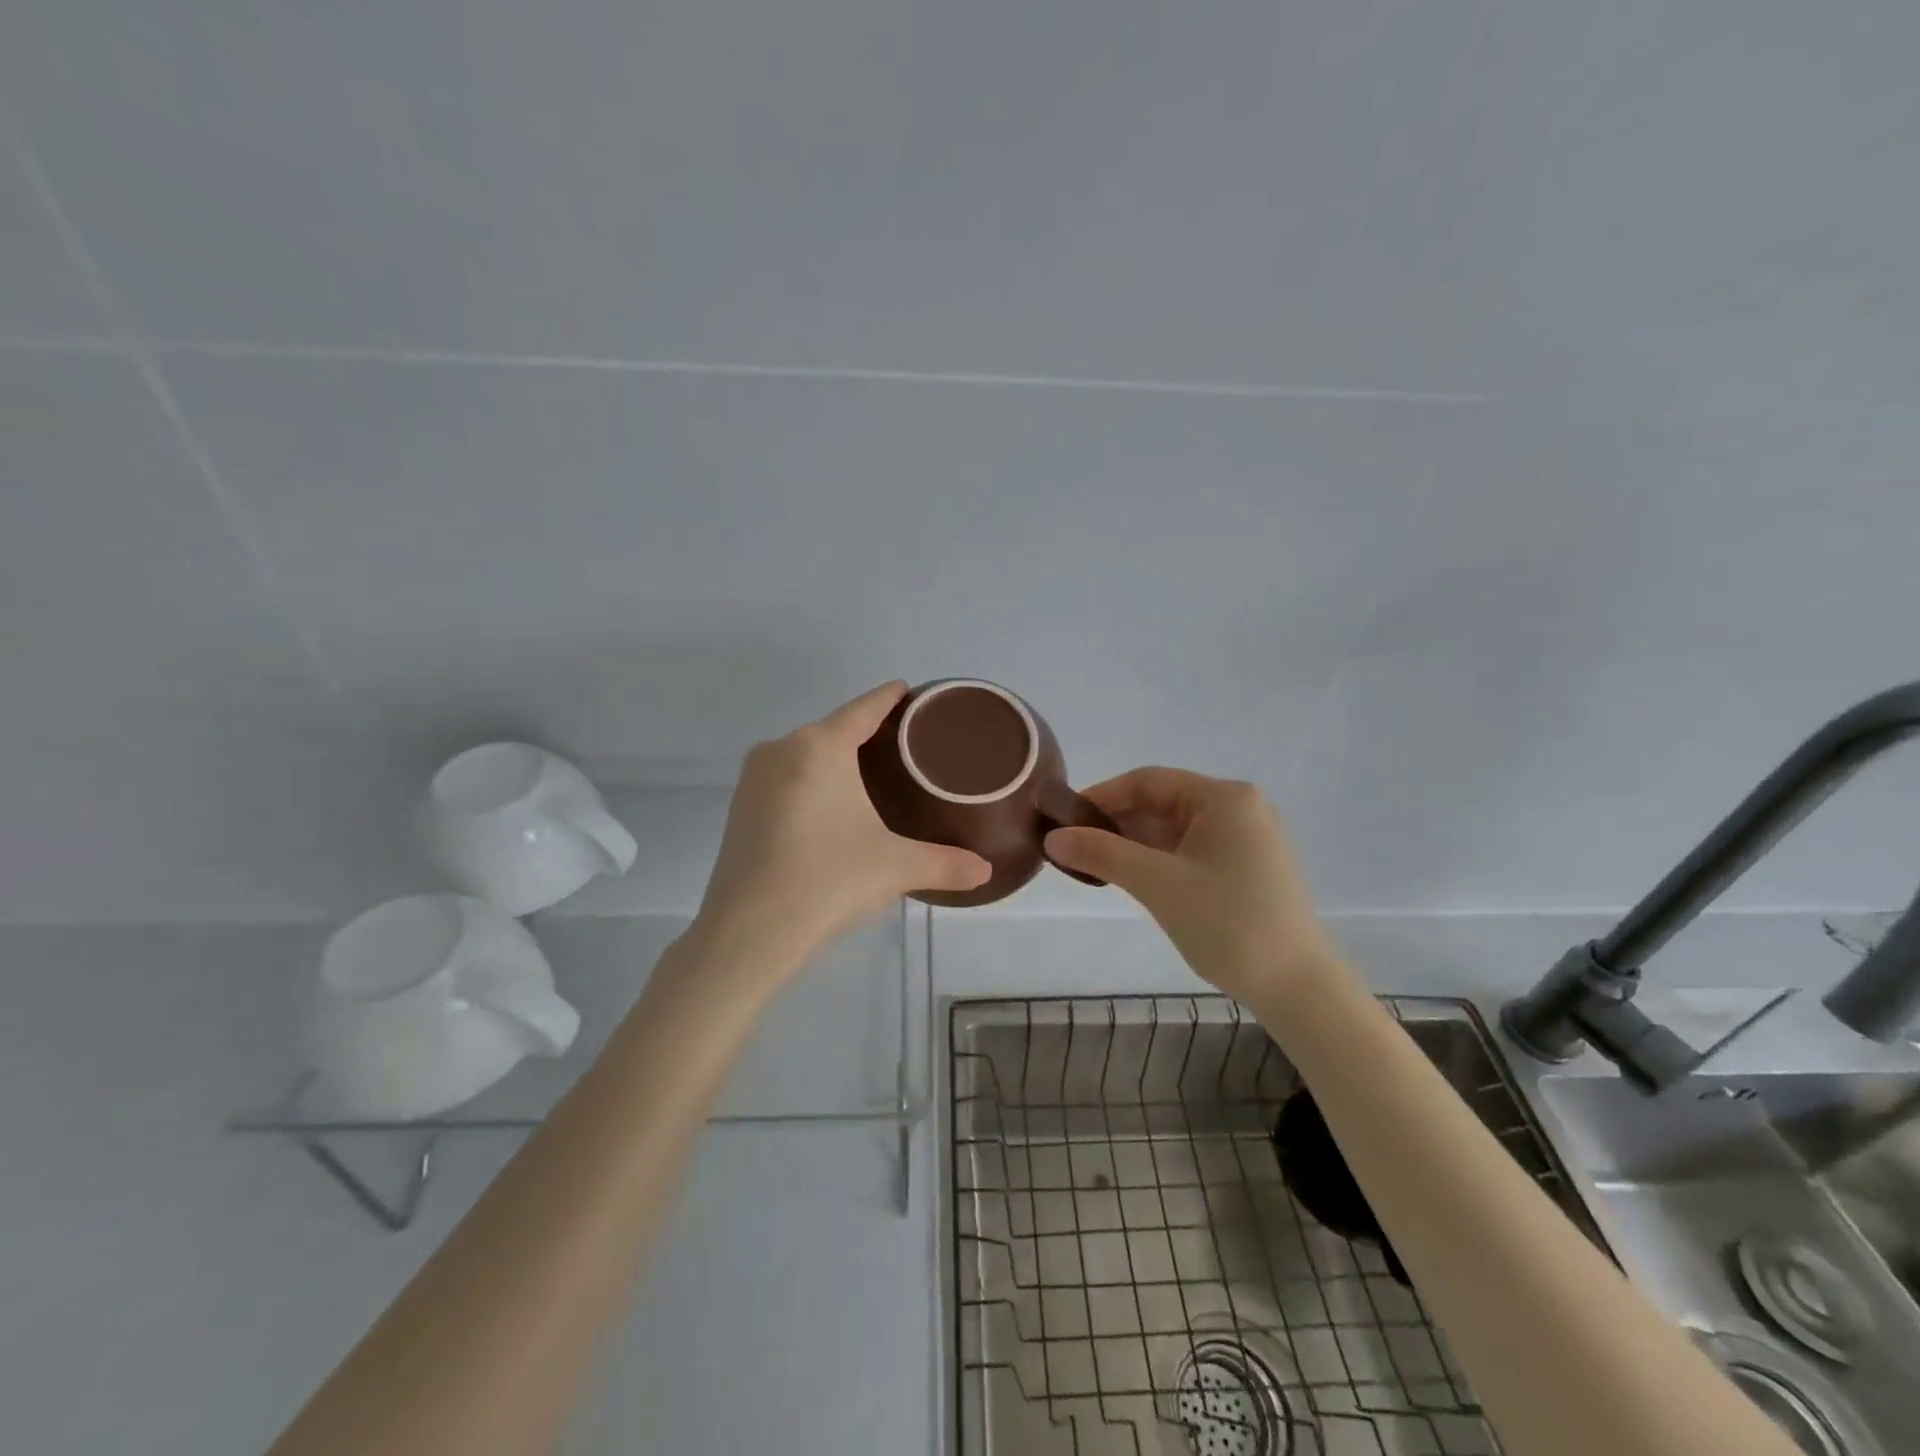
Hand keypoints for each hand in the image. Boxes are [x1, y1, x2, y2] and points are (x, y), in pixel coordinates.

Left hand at [691, 683, 992, 976]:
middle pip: (833, 729)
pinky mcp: (739, 807)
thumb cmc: (829, 881)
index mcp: (820, 747)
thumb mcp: (896, 868)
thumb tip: (985, 870)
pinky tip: (829, 805)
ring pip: (805, 754)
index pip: (864, 709)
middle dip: (865, 733)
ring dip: (835, 758)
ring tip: (870, 774)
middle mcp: (782, 749)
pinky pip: (785, 778)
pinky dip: (810, 781)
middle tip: (903, 746)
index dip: (889, 698)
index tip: (908, 690)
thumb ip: (945, 864)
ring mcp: (754, 778)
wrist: (748, 931)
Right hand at [1044, 768, 1339, 1001]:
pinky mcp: (1247, 867)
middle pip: (1161, 803)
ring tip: (1091, 864)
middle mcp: (1239, 808)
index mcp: (1225, 798)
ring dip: (1133, 843)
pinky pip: (1190, 850)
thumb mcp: (1158, 884)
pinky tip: (1128, 877)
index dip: (1101, 796)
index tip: (1063, 819)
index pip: (1148, 781)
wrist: (1297, 988)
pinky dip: (1157, 859)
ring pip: (1174, 829)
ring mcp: (1246, 839)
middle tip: (1072, 846)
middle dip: (1115, 823)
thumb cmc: (1228, 924)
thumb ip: (1102, 854)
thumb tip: (1051, 838)